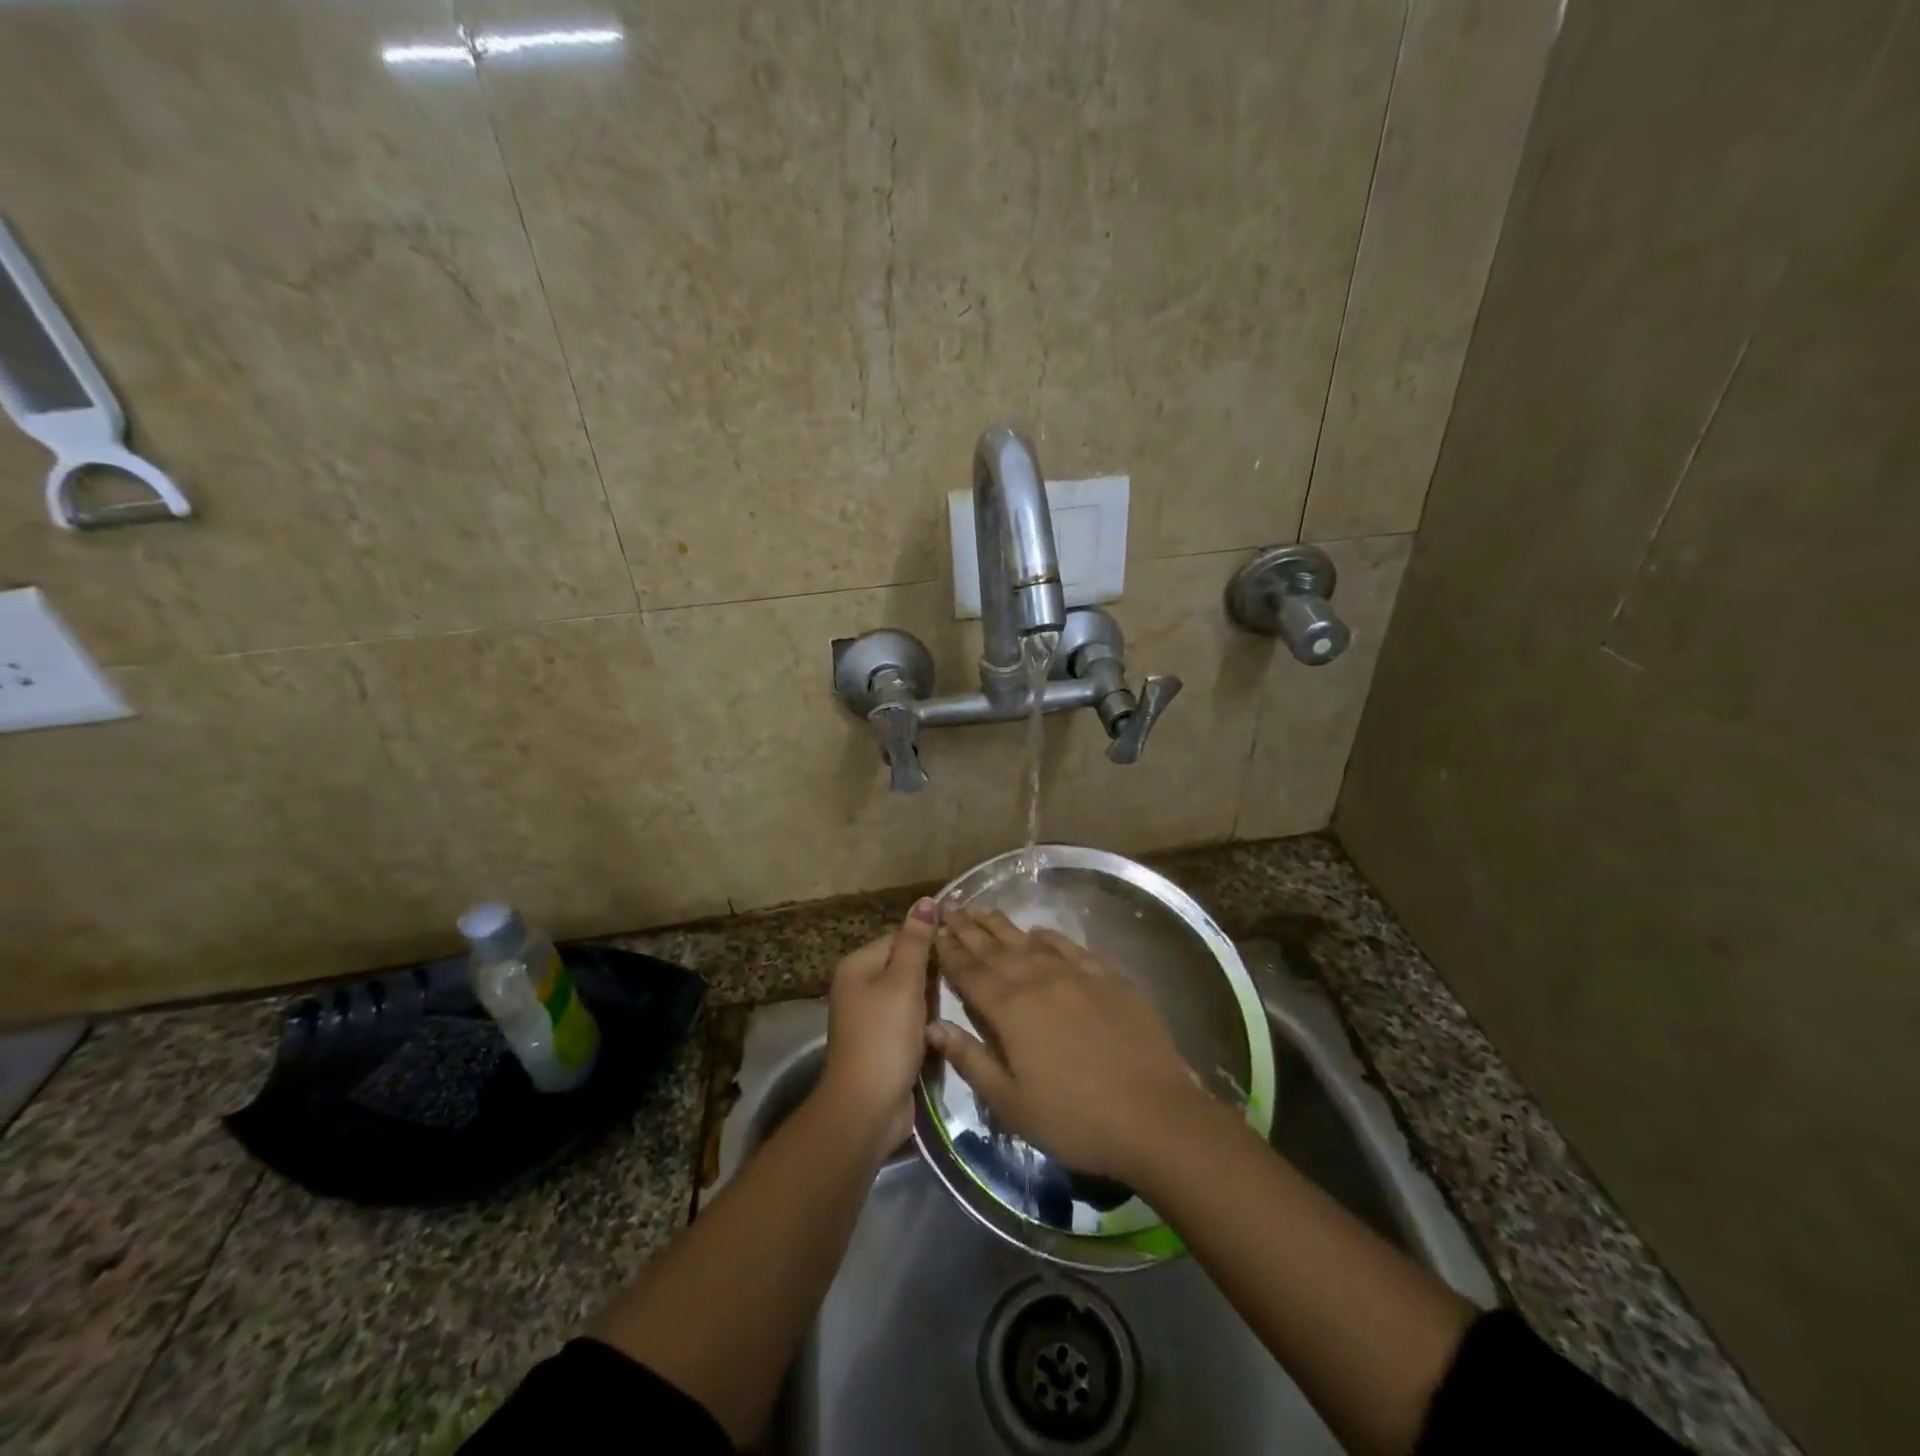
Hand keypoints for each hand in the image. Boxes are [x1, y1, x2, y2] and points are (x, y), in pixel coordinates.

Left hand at [820, 898, 937, 1150]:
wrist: (866, 1109)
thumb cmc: (884, 1038)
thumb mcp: (904, 984)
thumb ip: (917, 942)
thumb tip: (926, 900)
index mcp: (858, 966)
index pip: (900, 937)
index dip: (929, 941)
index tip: (962, 948)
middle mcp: (859, 987)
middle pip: (905, 965)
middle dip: (933, 972)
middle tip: (967, 974)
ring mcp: (870, 1017)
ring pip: (911, 995)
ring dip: (933, 999)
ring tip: (962, 998)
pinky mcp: (884, 1043)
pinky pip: (910, 1020)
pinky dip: (927, 1022)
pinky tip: (947, 1026)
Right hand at [928, 909, 1215, 1182]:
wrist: (1155, 1115)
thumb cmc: (1075, 1119)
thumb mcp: (1011, 1103)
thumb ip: (970, 1060)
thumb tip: (932, 1026)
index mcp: (1010, 1010)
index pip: (970, 973)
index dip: (949, 951)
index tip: (933, 930)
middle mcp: (1039, 980)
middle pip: (996, 949)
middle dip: (969, 928)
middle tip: (950, 906)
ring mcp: (1077, 975)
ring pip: (1031, 942)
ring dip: (1004, 927)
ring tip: (983, 911)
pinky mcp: (1110, 978)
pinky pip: (1072, 948)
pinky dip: (1051, 938)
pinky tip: (1041, 932)